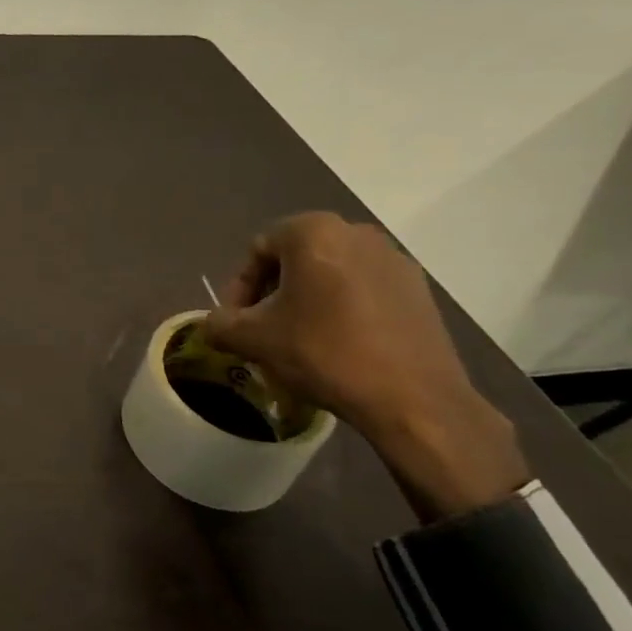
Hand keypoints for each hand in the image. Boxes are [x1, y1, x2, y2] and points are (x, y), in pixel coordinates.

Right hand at [201, 213, 526, 519]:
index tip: (236, 323)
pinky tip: (339, 347)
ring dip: (306, 302)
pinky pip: (363, 290)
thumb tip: (213, 324)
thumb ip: (219, 324)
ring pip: (330, 275)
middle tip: (263, 331)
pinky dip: (342, 310)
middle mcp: (356, 232)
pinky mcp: (419, 290)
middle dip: (272, 294)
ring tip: (299, 341)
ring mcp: (394, 260)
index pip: (258, 249)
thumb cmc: (323, 353)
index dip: (238, 288)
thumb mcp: (253, 339)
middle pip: (295, 259)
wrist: (413, 398)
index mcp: (314, 232)